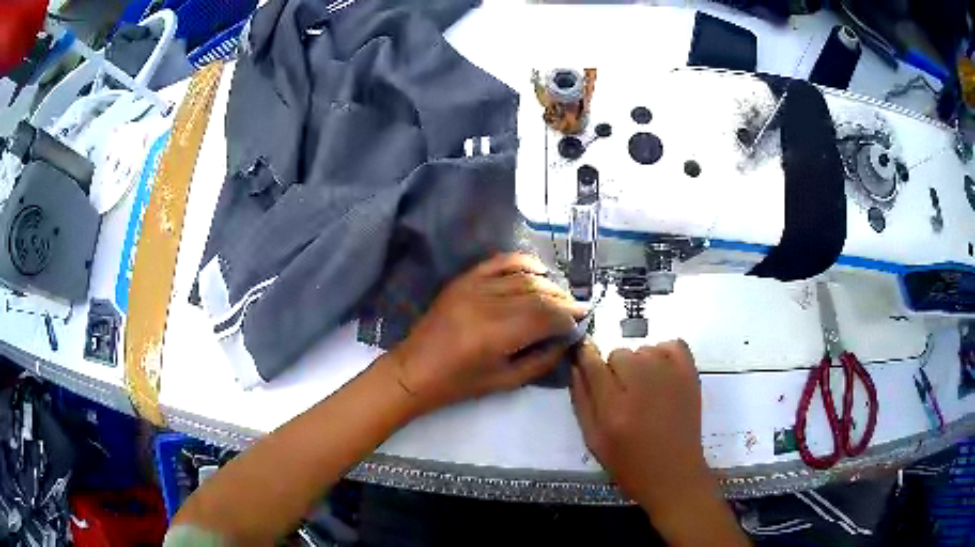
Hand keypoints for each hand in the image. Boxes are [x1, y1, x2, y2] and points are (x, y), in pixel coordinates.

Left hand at [390, 253, 586, 413]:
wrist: (414, 370)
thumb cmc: (458, 384)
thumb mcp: (505, 381)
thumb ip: (541, 360)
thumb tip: (566, 340)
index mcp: (495, 335)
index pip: (545, 316)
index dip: (568, 316)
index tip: (582, 320)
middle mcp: (485, 304)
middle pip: (537, 293)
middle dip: (563, 300)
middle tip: (577, 308)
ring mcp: (472, 287)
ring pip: (522, 277)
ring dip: (548, 284)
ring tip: (561, 295)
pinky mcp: (463, 280)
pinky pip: (498, 262)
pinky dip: (522, 262)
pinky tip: (539, 269)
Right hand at [570, 340, 711, 512]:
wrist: (673, 473)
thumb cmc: (629, 463)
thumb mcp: (593, 439)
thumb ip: (582, 400)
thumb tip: (576, 364)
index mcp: (614, 407)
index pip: (592, 362)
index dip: (585, 357)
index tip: (585, 360)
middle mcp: (642, 385)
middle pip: (618, 354)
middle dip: (614, 370)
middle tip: (621, 395)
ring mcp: (670, 376)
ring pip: (643, 350)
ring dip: (639, 365)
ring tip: (645, 391)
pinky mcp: (690, 374)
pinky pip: (672, 345)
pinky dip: (663, 354)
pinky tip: (662, 375)